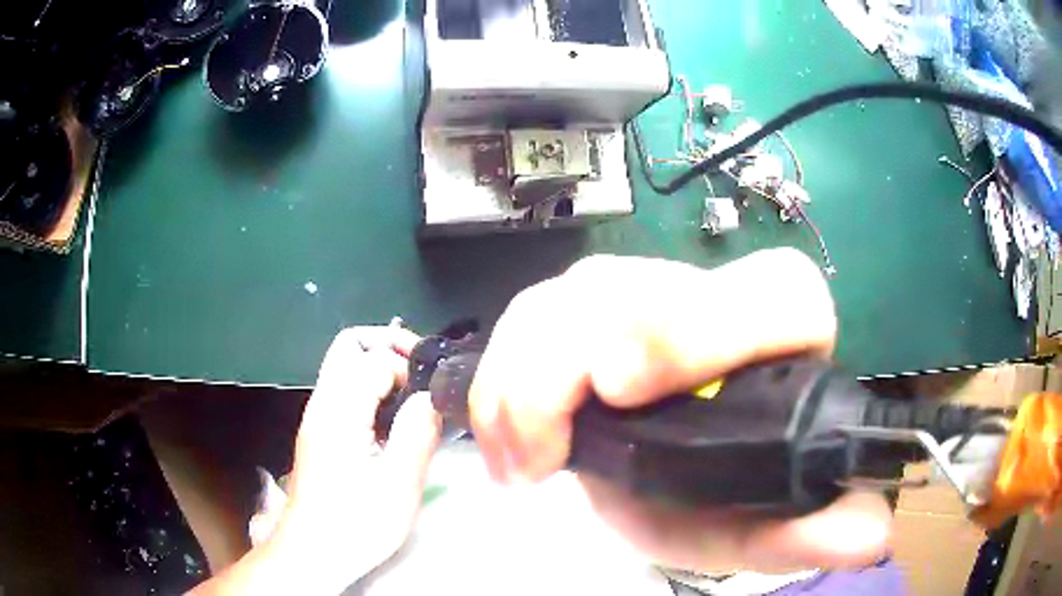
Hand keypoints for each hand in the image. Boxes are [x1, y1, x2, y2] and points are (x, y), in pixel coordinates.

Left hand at [268, 326, 441, 590]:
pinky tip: (393, 419)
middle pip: (348, 344)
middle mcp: (322, 403)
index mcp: (339, 411)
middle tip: (422, 370)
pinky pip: (344, 390)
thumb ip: (417, 434)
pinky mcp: (319, 432)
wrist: (314, 551)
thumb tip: (432, 397)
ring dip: (380, 365)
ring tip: (413, 394)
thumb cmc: (356, 523)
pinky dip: (370, 386)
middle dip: (388, 345)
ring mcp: (317, 416)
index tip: (434, 393)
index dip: (409, 368)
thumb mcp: (398, 485)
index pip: (374, 358)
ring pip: (343, 365)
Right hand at [469, 249, 891, 573]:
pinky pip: (529, 314)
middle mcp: (717, 293)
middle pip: (633, 288)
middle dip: (564, 365)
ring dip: (523, 380)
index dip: (692, 328)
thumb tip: (871, 533)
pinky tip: (507, 439)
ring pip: (568, 296)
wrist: (689, 468)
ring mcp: (645, 289)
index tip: (618, 386)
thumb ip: (812, 531)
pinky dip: (501, 376)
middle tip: (542, 454)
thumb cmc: (731, 493)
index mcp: (788, 332)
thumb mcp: (764, 524)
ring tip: (522, 461)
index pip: (766, 296)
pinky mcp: (588, 303)